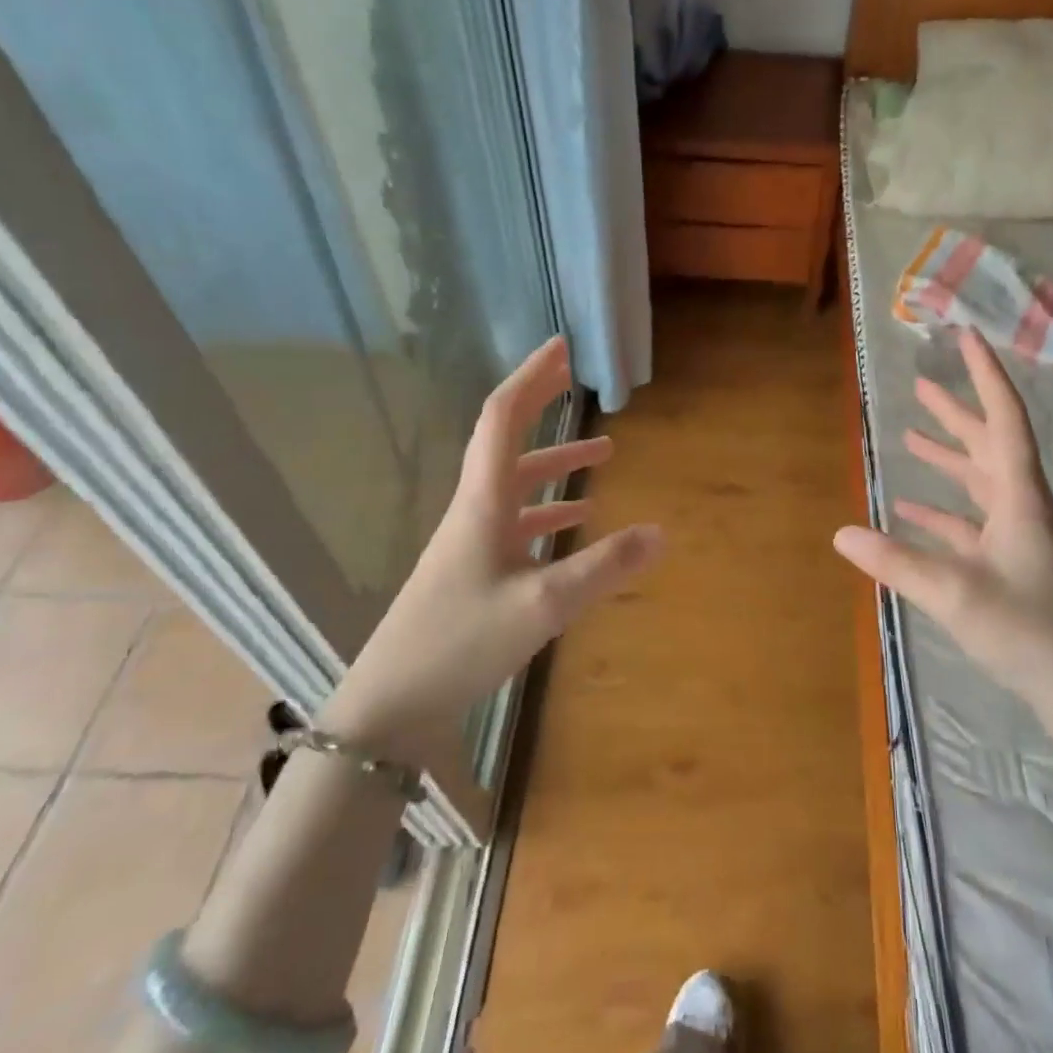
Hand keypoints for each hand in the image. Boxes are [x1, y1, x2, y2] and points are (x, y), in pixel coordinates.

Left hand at [323, 336, 660, 763]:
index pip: (504, 416)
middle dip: (543, 403)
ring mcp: (473, 540)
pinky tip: (579, 521)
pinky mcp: (475, 569)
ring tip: (605, 454)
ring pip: (518, 483)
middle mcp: (476, 508)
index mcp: (483, 500)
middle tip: (578, 378)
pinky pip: (518, 521)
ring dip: (557, 462)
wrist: (391, 705)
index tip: (563, 347)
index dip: (532, 377)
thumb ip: (604, 567)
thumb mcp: (543, 605)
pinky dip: (551, 509)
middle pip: (508, 438)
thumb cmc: (460, 643)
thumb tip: (662, 533)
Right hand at [832, 328, 1052, 711]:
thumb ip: (896, 562)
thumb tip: (840, 535)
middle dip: (956, 412)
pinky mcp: (1013, 565)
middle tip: (921, 385)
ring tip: (912, 436)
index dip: (985, 375)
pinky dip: (944, 511)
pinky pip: (973, 523)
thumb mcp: (954, 592)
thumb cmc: (1029, 628)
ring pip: (981, 482)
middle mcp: (1022, 507)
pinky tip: (914, 511)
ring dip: (949, 458)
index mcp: (1019, 498)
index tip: (966, 337)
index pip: (1004, 419)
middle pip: (989, 444)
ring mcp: (1019, 537)